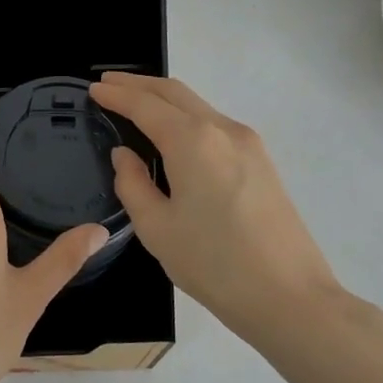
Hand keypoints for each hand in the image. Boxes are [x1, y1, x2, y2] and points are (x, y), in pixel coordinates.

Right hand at [89, 73, 347, 347]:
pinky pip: (214, 124)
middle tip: (108, 84)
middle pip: (174, 92)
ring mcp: (248, 143)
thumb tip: (125, 155)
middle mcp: (222, 129)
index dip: (116, 95)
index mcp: (192, 141)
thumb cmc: (214, 264)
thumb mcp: (157, 228)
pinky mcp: (261, 161)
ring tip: (134, 104)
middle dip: (138, 84)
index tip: (92, 89)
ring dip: (164, 99)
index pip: (145, 105)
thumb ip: (133, 184)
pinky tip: (172, 133)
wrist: (290, 297)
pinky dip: (186, 117)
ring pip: (198, 105)